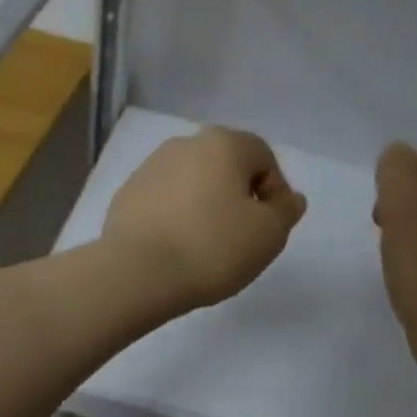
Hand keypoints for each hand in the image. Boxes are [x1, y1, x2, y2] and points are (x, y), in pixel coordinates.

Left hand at [102, 126, 306, 312]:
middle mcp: (184, 144)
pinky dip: (177, 216)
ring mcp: (150, 167)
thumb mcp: (268, 234)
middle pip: (226, 166)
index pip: (263, 157)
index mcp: (223, 143)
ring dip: (206, 205)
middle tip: (242, 237)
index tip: (270, 228)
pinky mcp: (127, 194)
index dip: (274, 192)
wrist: (137, 273)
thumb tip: (289, 199)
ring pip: (193, 182)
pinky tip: (177, 247)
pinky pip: (165, 200)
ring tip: (207, 245)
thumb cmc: (213, 247)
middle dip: (239, 197)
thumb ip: (286, 211)